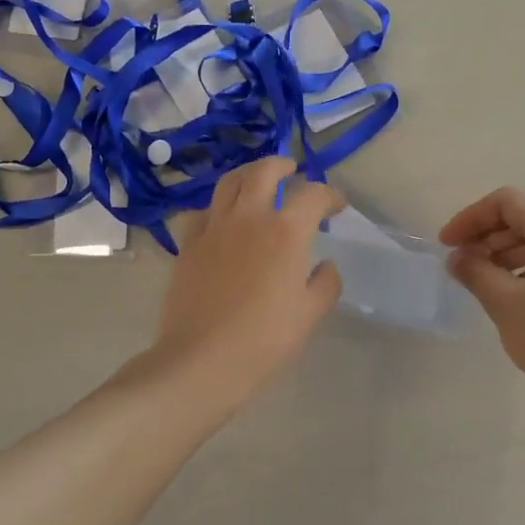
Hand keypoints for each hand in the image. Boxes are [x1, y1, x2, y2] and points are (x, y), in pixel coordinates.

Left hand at [149, 156, 343, 407]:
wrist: (202, 359)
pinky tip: (222, 221)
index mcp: (286, 231)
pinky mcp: (188, 245)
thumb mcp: (310, 314)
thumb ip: (325, 283)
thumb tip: (324, 266)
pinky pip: (202, 211)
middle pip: (264, 171)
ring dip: (248, 176)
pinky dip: (217, 207)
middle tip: (293, 173)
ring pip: (228, 183)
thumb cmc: (264, 339)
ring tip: (257, 184)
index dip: (330, 195)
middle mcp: (248, 217)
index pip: (313, 194)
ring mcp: (213, 228)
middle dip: (283, 166)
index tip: (337, 206)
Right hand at [440, 188, 524, 408]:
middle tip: (460, 266)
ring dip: (503, 254)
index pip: (507, 203)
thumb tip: (456, 258)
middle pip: (524, 219)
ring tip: (480, 282)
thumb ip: (476, 273)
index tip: (446, 246)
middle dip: (486, 237)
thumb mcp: (507, 304)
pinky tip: (509, 295)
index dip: (470, 218)